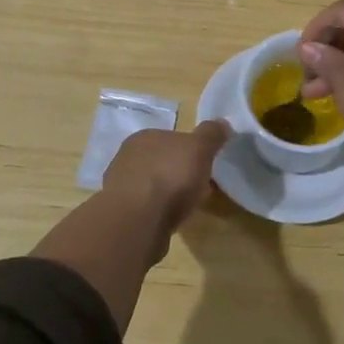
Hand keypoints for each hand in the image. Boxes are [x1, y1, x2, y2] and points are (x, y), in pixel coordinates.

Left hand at [102, 121, 230, 246]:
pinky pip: (145, 207)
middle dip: (177, 171)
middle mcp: (127, 157)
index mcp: (144, 137)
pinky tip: (169, 220)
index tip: (204, 163)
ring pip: (150, 185)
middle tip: (198, 185)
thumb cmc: (170, 176)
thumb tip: (223, 123)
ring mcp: (120, 187)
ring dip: (166, 193)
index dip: (189, 149)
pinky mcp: (121, 214)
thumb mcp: (200, 148)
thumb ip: (211, 134)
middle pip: (160, 161)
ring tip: (186, 206)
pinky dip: (157, 211)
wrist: (138, 221)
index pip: (170, 137)